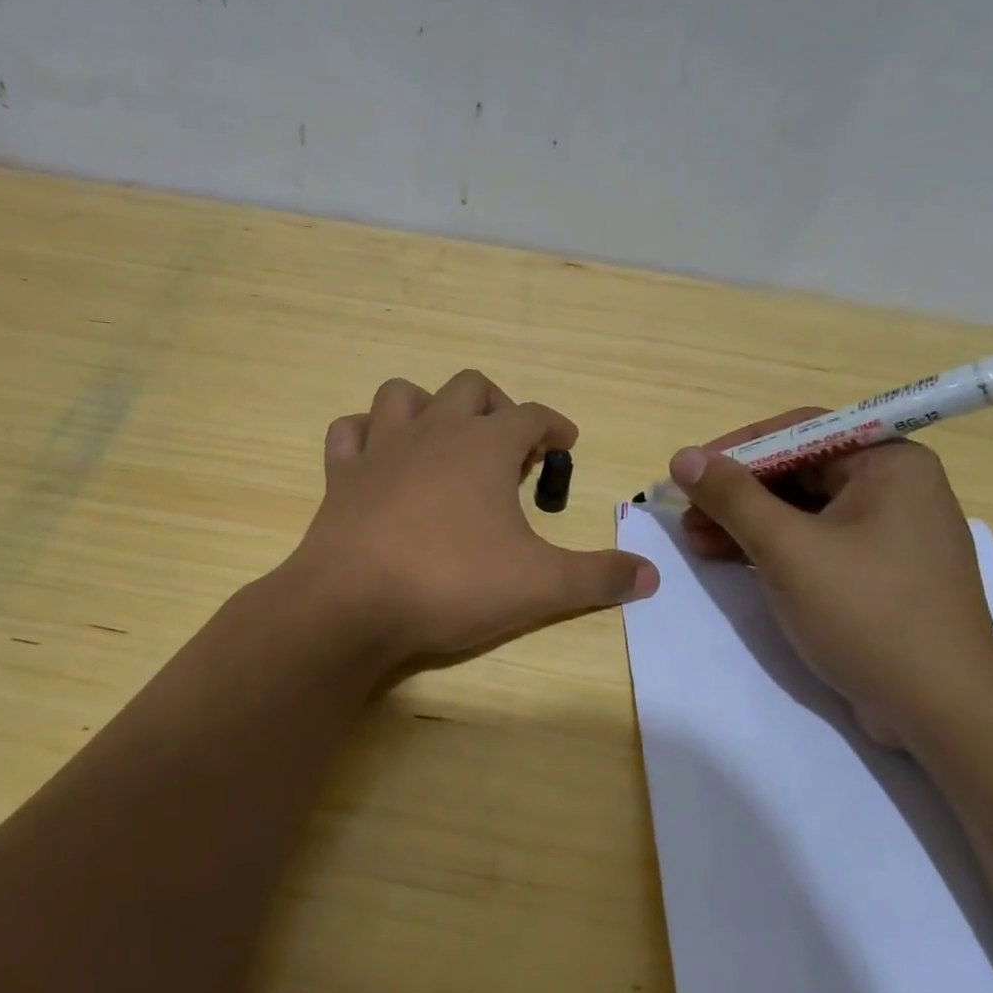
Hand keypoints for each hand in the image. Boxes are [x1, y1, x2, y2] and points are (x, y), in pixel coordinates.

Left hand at [286, 370, 657, 667]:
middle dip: (497, 408)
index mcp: (484, 446)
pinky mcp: (341, 475)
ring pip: (403, 394)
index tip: (565, 445)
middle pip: (470, 387)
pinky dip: (366, 435)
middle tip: (510, 450)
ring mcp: (380, 449)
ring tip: (444, 443)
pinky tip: (380, 460)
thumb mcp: (540, 586)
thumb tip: (651, 576)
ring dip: (428, 408)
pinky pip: (349, 432)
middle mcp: (433, 431)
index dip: (554, 425)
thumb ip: (598, 577)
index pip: (532, 414)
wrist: (352, 605)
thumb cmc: (452, 584)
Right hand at [670, 410, 992, 747]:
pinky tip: (727, 559)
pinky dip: (770, 548)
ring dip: (745, 521)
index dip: (736, 448)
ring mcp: (887, 533)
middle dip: (736, 492)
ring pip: (801, 510)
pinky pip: (814, 542)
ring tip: (694, 539)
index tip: (688, 471)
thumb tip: (684, 457)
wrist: (941, 712)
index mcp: (889, 463)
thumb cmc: (867, 614)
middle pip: (797, 470)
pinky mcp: (876, 573)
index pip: (800, 432)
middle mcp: (894, 487)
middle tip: (686, 512)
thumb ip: (732, 497)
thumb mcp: (788, 550)